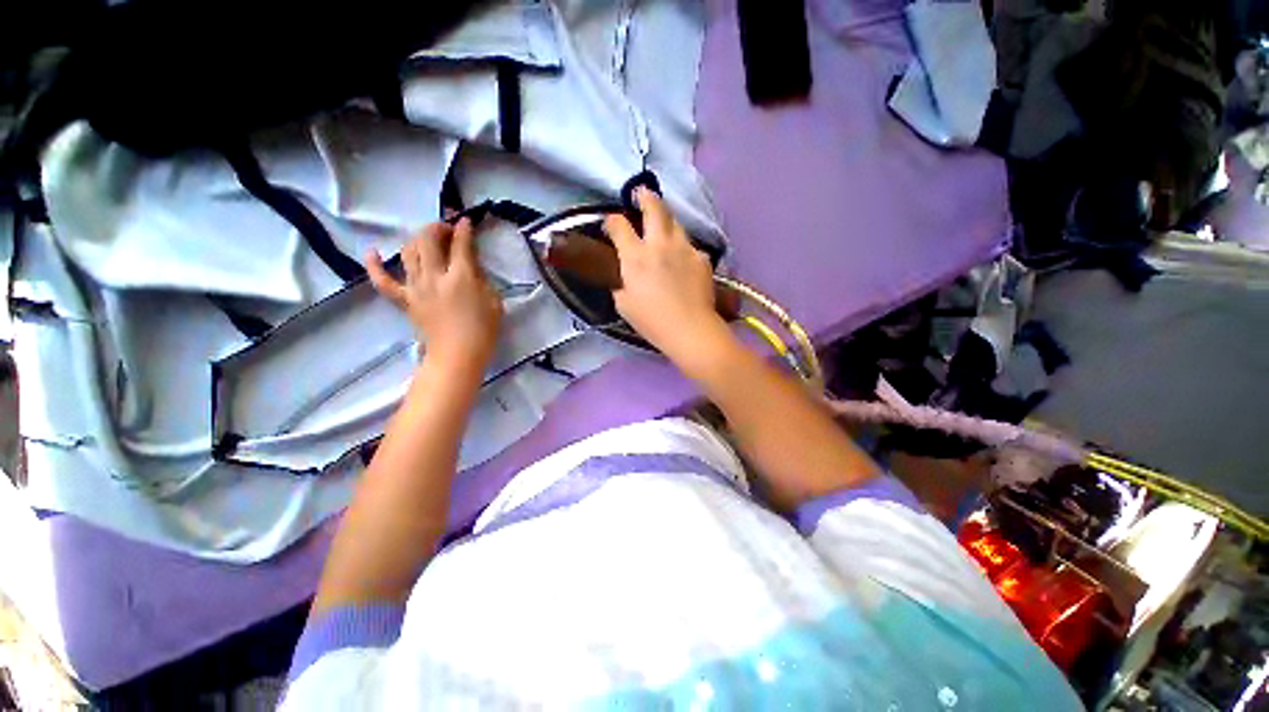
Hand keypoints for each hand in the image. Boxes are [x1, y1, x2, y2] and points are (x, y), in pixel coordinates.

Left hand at [366, 219, 502, 370]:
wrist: (458, 356)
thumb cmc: (483, 331)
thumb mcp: (494, 302)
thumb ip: (483, 280)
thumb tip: (471, 266)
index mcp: (461, 277)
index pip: (461, 245)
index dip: (464, 229)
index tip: (467, 221)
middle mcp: (435, 276)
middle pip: (428, 240)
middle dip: (437, 228)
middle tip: (447, 228)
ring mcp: (416, 287)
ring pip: (409, 252)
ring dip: (417, 239)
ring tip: (426, 238)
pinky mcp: (405, 300)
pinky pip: (383, 281)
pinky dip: (374, 265)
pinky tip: (371, 252)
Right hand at [604, 189, 730, 368]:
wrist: (690, 329)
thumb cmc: (652, 321)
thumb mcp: (623, 304)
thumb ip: (621, 282)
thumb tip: (624, 274)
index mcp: (635, 256)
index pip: (619, 225)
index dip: (612, 221)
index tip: (611, 224)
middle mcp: (660, 244)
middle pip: (654, 207)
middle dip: (645, 197)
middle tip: (641, 195)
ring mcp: (684, 248)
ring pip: (675, 222)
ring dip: (665, 221)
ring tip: (662, 229)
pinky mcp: (701, 257)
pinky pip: (689, 246)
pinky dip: (682, 249)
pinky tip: (682, 262)